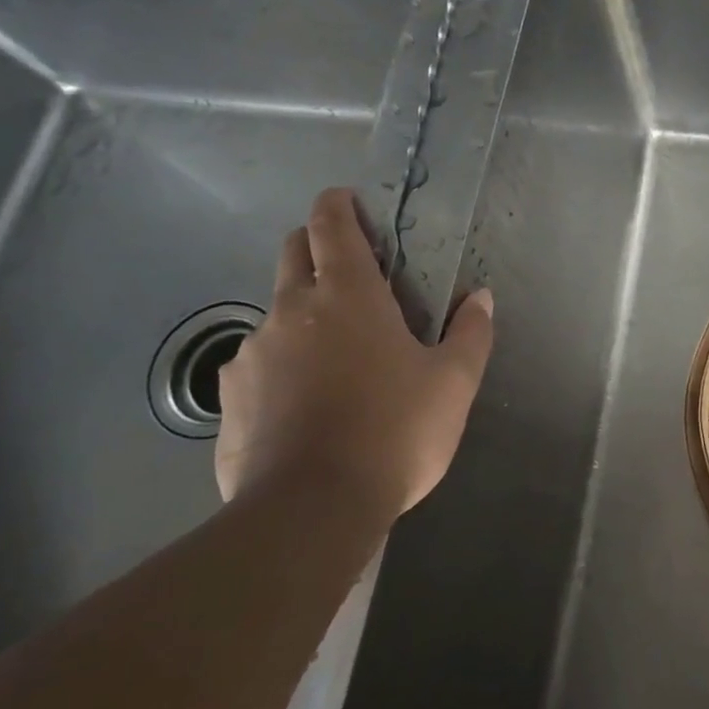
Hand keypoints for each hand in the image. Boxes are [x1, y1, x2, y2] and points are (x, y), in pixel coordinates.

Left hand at [214, 188, 493, 520]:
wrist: (311, 509)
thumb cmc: (395, 432)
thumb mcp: (453, 384)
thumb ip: (471, 333)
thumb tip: (480, 297)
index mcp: (348, 297)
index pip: (332, 228)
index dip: (337, 206)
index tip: (344, 199)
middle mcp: (291, 311)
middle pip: (293, 255)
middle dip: (314, 245)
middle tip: (347, 267)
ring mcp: (252, 354)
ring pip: (275, 314)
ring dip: (302, 316)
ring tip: (334, 357)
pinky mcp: (229, 398)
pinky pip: (257, 365)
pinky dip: (281, 367)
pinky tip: (303, 405)